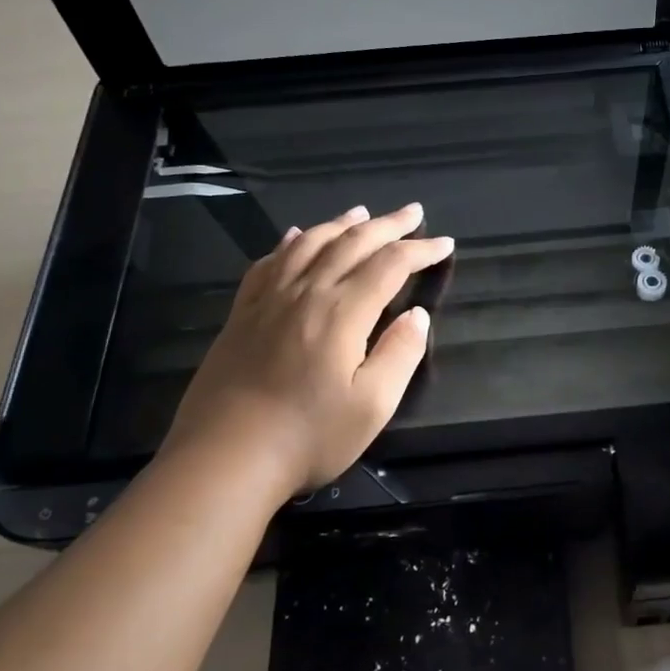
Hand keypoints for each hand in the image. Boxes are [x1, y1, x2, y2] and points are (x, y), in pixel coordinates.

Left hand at [160, 203, 454, 499]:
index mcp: (342, 312)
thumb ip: (400, 354)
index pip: (390, 265)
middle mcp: (306, 293)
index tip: (445, 243)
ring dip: (341, 224)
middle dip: (388, 225)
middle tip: (414, 212)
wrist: (224, 458)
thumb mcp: (372, 405)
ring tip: (362, 212)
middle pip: (352, 243)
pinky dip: (289, 243)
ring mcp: (268, 300)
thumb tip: (417, 316)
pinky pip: (269, 264)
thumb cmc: (308, 437)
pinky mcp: (242, 314)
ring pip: (309, 244)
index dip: (420, 250)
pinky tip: (297, 237)